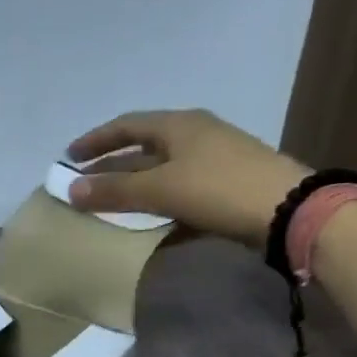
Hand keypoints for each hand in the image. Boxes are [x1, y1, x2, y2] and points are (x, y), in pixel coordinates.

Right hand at [63, 109, 308, 248]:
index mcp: (178, 125)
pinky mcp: (223, 191)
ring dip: (133, 192)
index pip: (126, 125)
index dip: (95, 140)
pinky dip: (158, 210)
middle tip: (82, 187)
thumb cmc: (218, 188)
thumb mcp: (161, 188)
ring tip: (106, 210)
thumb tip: (70, 189)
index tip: (68, 157)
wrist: (288, 210)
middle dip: (110, 169)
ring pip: (160, 176)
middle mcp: (194, 138)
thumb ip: (115, 190)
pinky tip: (145, 231)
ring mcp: (212, 164)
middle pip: (142, 151)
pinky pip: (180, 197)